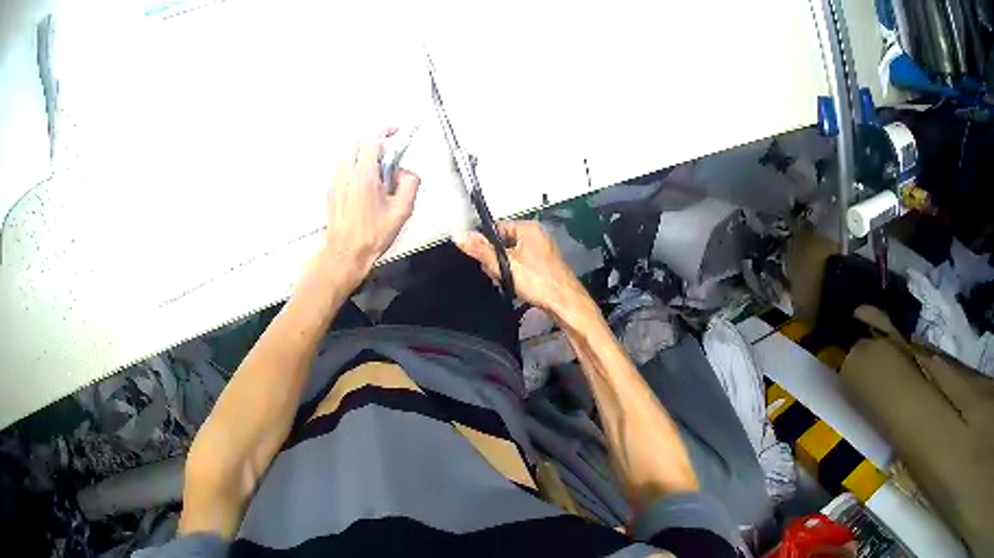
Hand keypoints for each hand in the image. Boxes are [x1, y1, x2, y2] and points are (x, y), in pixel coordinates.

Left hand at [323, 133, 419, 277]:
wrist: (345, 253)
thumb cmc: (373, 234)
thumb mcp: (402, 211)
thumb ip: (410, 183)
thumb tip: (405, 172)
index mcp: (364, 175)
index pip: (371, 138)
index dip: (385, 130)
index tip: (396, 131)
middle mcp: (346, 172)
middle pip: (358, 141)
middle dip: (376, 142)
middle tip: (389, 157)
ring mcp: (335, 179)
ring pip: (349, 152)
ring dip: (364, 154)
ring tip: (377, 174)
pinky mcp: (331, 188)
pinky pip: (343, 165)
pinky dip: (355, 165)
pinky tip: (364, 185)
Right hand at [455, 221, 590, 317]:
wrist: (564, 303)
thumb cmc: (539, 282)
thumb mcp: (504, 265)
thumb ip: (480, 250)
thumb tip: (459, 235)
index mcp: (528, 228)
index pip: (495, 228)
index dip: (485, 244)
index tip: (482, 259)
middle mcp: (537, 235)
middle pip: (503, 243)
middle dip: (496, 260)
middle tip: (499, 274)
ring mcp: (542, 250)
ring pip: (511, 256)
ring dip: (505, 270)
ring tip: (509, 282)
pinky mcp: (544, 265)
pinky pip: (521, 266)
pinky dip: (516, 276)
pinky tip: (517, 286)